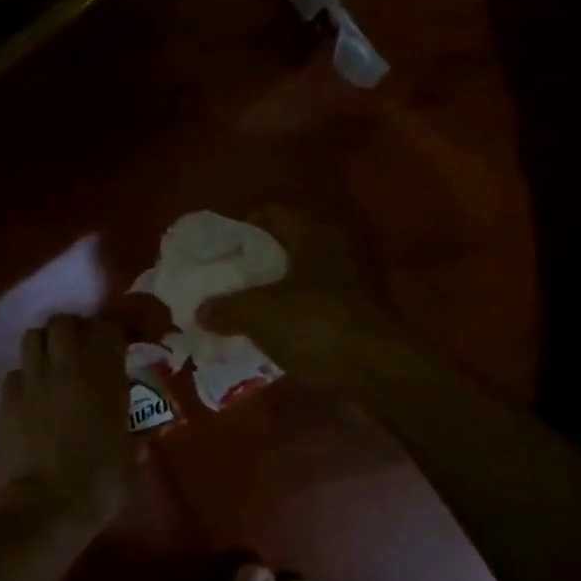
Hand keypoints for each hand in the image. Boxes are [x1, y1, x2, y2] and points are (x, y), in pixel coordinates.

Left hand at [3, 314, 137, 530]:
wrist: (52, 502)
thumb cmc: (102, 480)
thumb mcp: (132, 458)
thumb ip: (136, 440)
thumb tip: (141, 439)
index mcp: (105, 376)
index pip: (108, 328)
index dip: (114, 332)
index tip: (119, 344)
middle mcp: (68, 368)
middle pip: (63, 322)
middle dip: (72, 329)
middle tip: (80, 348)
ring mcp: (34, 381)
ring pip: (32, 337)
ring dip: (44, 345)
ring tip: (52, 363)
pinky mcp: (9, 400)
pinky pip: (13, 373)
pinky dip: (23, 378)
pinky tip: (31, 395)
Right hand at [200, 208, 410, 388]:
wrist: (377, 368)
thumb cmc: (314, 323)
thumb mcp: (258, 314)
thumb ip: (226, 308)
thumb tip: (202, 311)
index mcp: (313, 234)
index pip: (274, 213)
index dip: (245, 225)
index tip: (223, 247)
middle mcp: (337, 249)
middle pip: (289, 246)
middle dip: (259, 262)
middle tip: (230, 279)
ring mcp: (354, 282)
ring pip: (305, 278)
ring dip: (279, 291)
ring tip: (248, 309)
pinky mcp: (361, 314)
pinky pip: (319, 306)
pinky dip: (297, 314)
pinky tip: (277, 334)